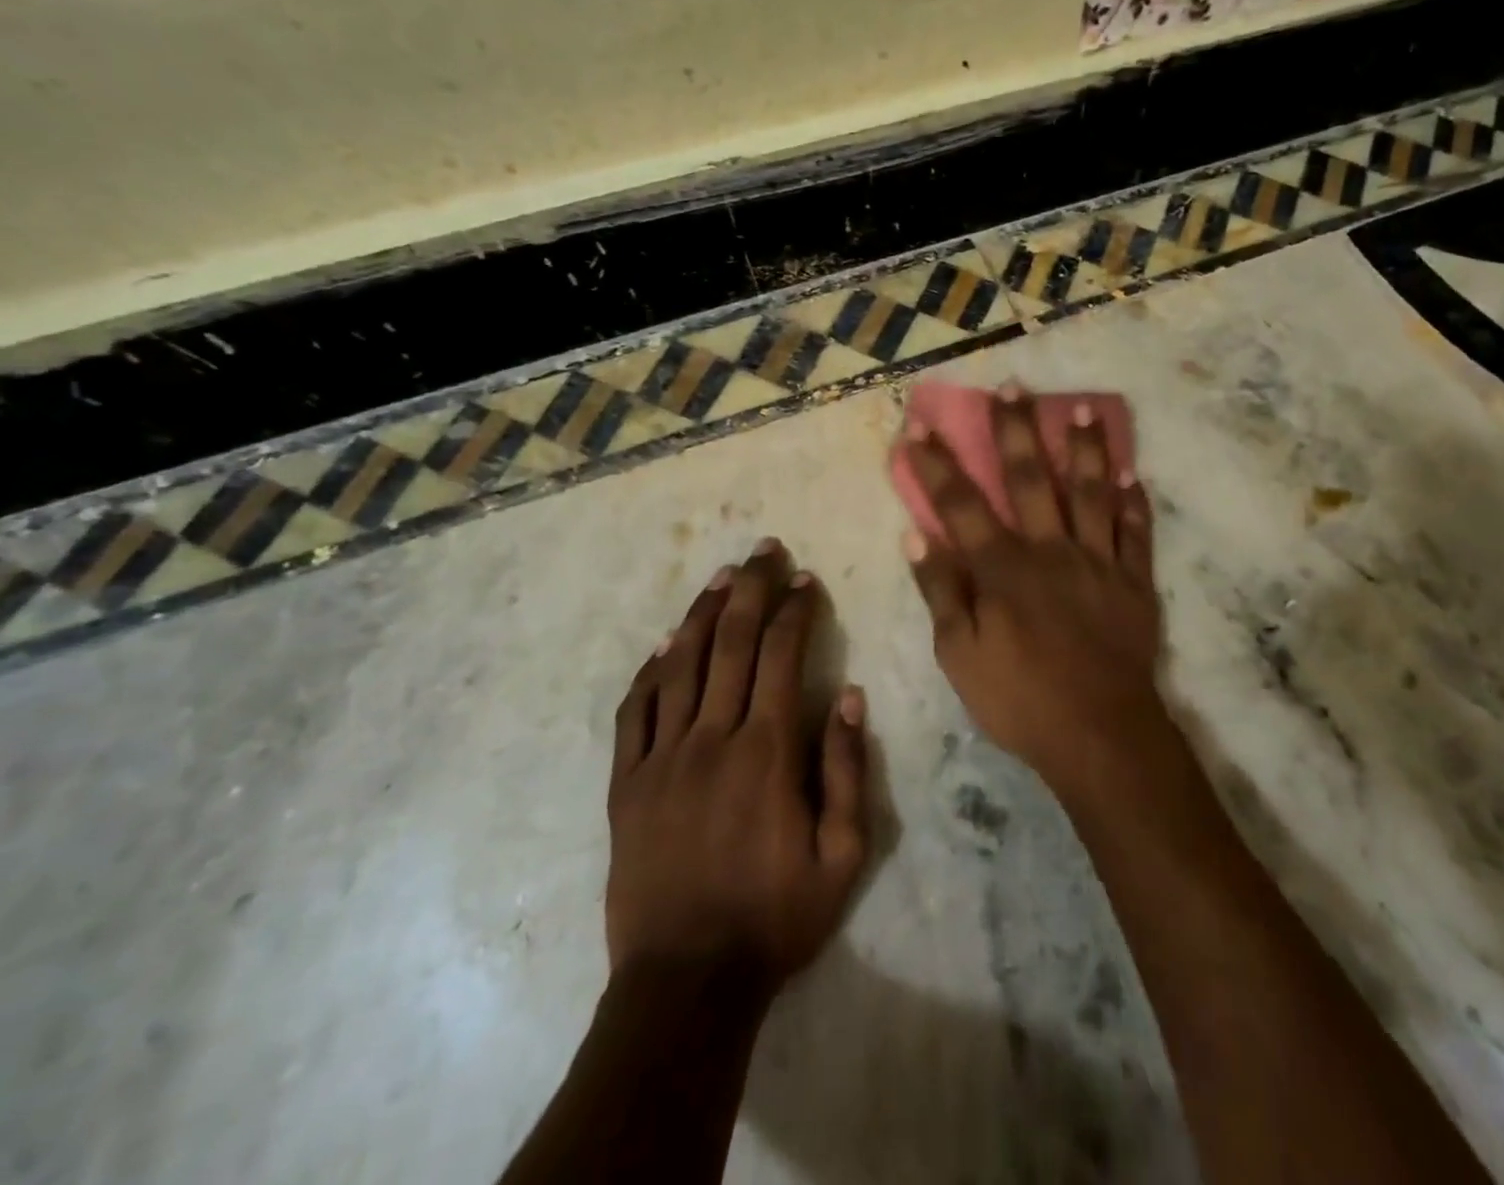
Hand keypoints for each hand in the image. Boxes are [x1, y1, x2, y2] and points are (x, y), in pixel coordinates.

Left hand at [606, 541, 867, 992]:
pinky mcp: (626, 786)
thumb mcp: (842, 856)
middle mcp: (711, 740)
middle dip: (750, 590)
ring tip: (720, 576)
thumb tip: (848, 696)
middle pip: (730, 645)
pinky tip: (662, 646)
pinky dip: (649, 673)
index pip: (780, 657)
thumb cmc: (775, 917)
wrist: (685, 983)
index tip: (806, 580)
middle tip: (763, 549)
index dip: (795, 611)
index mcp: (766, 752)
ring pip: (679, 667)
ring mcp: (661, 760)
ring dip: (700, 614)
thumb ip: (847, 771)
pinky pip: (634, 714)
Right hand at [898, 385, 1167, 797]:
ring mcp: (1097, 561)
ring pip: (1091, 491)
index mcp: (1003, 569)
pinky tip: (1134, 473)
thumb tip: (917, 535)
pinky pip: (1136, 532)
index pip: (961, 505)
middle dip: (1015, 430)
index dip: (937, 465)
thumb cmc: (1020, 699)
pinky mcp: (1133, 581)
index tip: (919, 427)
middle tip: (1011, 386)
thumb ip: (941, 591)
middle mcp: (1050, 550)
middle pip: (1030, 479)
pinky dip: (1135, 501)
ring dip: (1085, 448)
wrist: (1100, 734)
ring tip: (1082, 408)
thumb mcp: (960, 655)